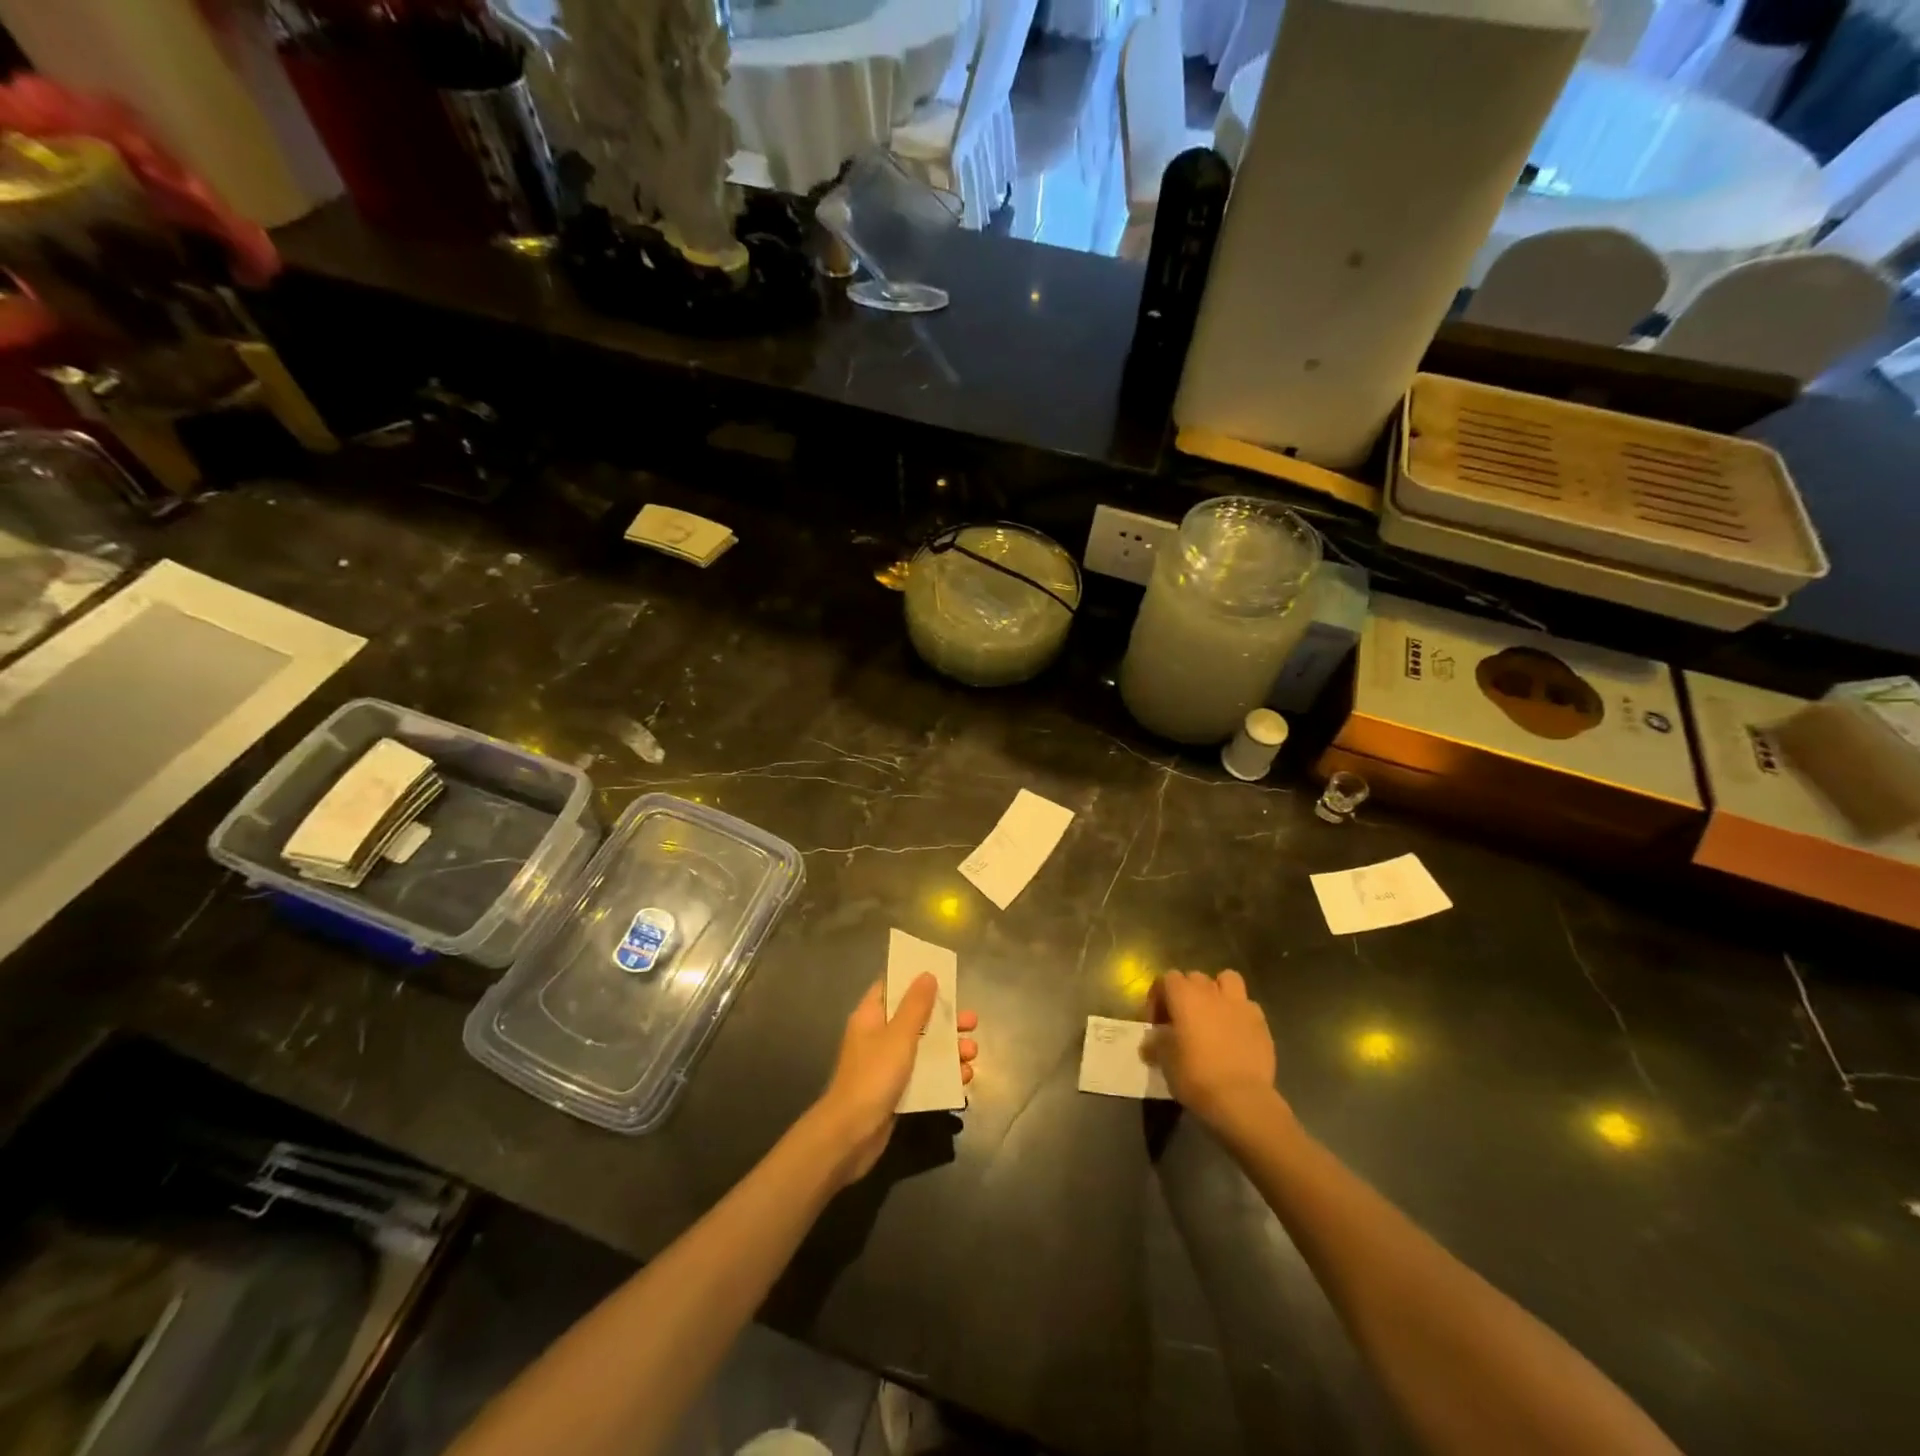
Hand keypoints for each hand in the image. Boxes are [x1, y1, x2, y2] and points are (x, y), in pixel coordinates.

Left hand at [811, 975, 978, 1185]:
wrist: (850, 1135)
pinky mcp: (896, 1091)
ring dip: (949, 1050)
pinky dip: (943, 1075)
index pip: (892, 987)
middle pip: (915, 1018)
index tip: (943, 977)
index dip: (915, 980)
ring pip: (923, 1048)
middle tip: (971, 1022)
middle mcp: (878, 1036)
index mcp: (871, 1016)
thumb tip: (927, 974)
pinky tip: (964, 1080)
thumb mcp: (899, 1035)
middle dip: (945, 1020)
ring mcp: (887, 1065)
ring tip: (972, 1055)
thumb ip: (915, 1005)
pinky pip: (924, 1075)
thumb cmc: (873, 1076)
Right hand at [1145, 970, 1280, 1132]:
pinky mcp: (1261, 1023)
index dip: (1158, 998)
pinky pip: (1248, 1006)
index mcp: (1184, 996)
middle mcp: (1211, 992)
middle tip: (1183, 1019)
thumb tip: (1151, 1042)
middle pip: (1194, 977)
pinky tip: (1236, 1033)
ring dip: (1218, 991)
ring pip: (1227, 979)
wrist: (1240, 1099)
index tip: (1157, 1023)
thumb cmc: (1195, 1075)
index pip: (1166, 979)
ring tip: (1213, 1014)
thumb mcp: (1164, 1061)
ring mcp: (1239, 1004)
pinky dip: (1240, 1014)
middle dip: (1186, 993)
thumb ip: (1157, 1044)